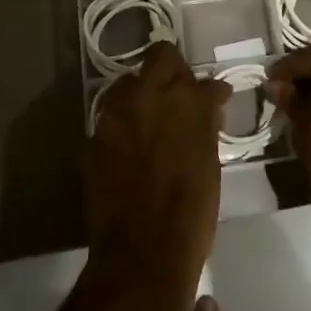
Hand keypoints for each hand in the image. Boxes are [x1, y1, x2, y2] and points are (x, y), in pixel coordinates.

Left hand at [85, 43, 227, 301]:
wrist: (143, 254)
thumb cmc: (191, 214)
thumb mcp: (210, 165)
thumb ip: (205, 128)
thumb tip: (207, 111)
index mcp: (189, 102)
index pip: (203, 80)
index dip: (210, 90)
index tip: (215, 99)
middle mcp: (151, 95)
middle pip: (160, 56)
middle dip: (171, 69)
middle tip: (177, 92)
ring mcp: (118, 113)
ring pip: (129, 82)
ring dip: (141, 93)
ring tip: (148, 116)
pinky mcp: (95, 135)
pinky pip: (110, 116)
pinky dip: (122, 124)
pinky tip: (129, 144)